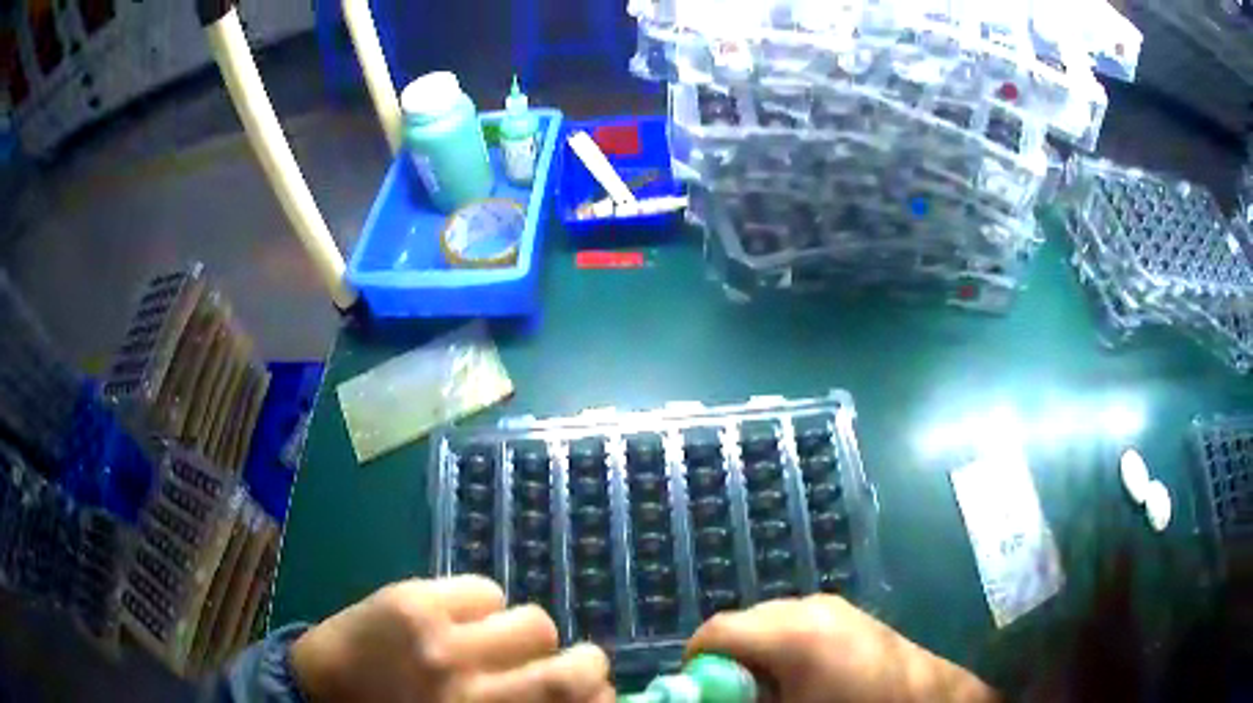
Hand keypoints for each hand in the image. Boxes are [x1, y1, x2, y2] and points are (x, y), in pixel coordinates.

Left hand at [290, 575, 611, 702]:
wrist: (314, 692)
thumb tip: (577, 698)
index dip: (602, 698)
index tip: (599, 696)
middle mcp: (472, 690)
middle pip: (572, 665)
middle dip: (586, 663)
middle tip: (575, 664)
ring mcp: (441, 641)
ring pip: (532, 621)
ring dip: (525, 633)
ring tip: (498, 641)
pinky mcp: (412, 600)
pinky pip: (484, 590)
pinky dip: (486, 604)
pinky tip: (462, 618)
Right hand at [687, 595, 997, 702]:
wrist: (932, 702)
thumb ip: (742, 702)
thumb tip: (700, 697)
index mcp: (795, 633)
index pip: (714, 634)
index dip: (697, 668)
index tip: (706, 698)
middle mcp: (810, 606)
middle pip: (739, 627)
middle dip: (729, 665)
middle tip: (743, 699)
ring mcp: (833, 605)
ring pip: (766, 625)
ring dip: (757, 658)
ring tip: (780, 692)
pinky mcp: (848, 613)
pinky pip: (794, 626)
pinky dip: (784, 651)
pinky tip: (807, 679)